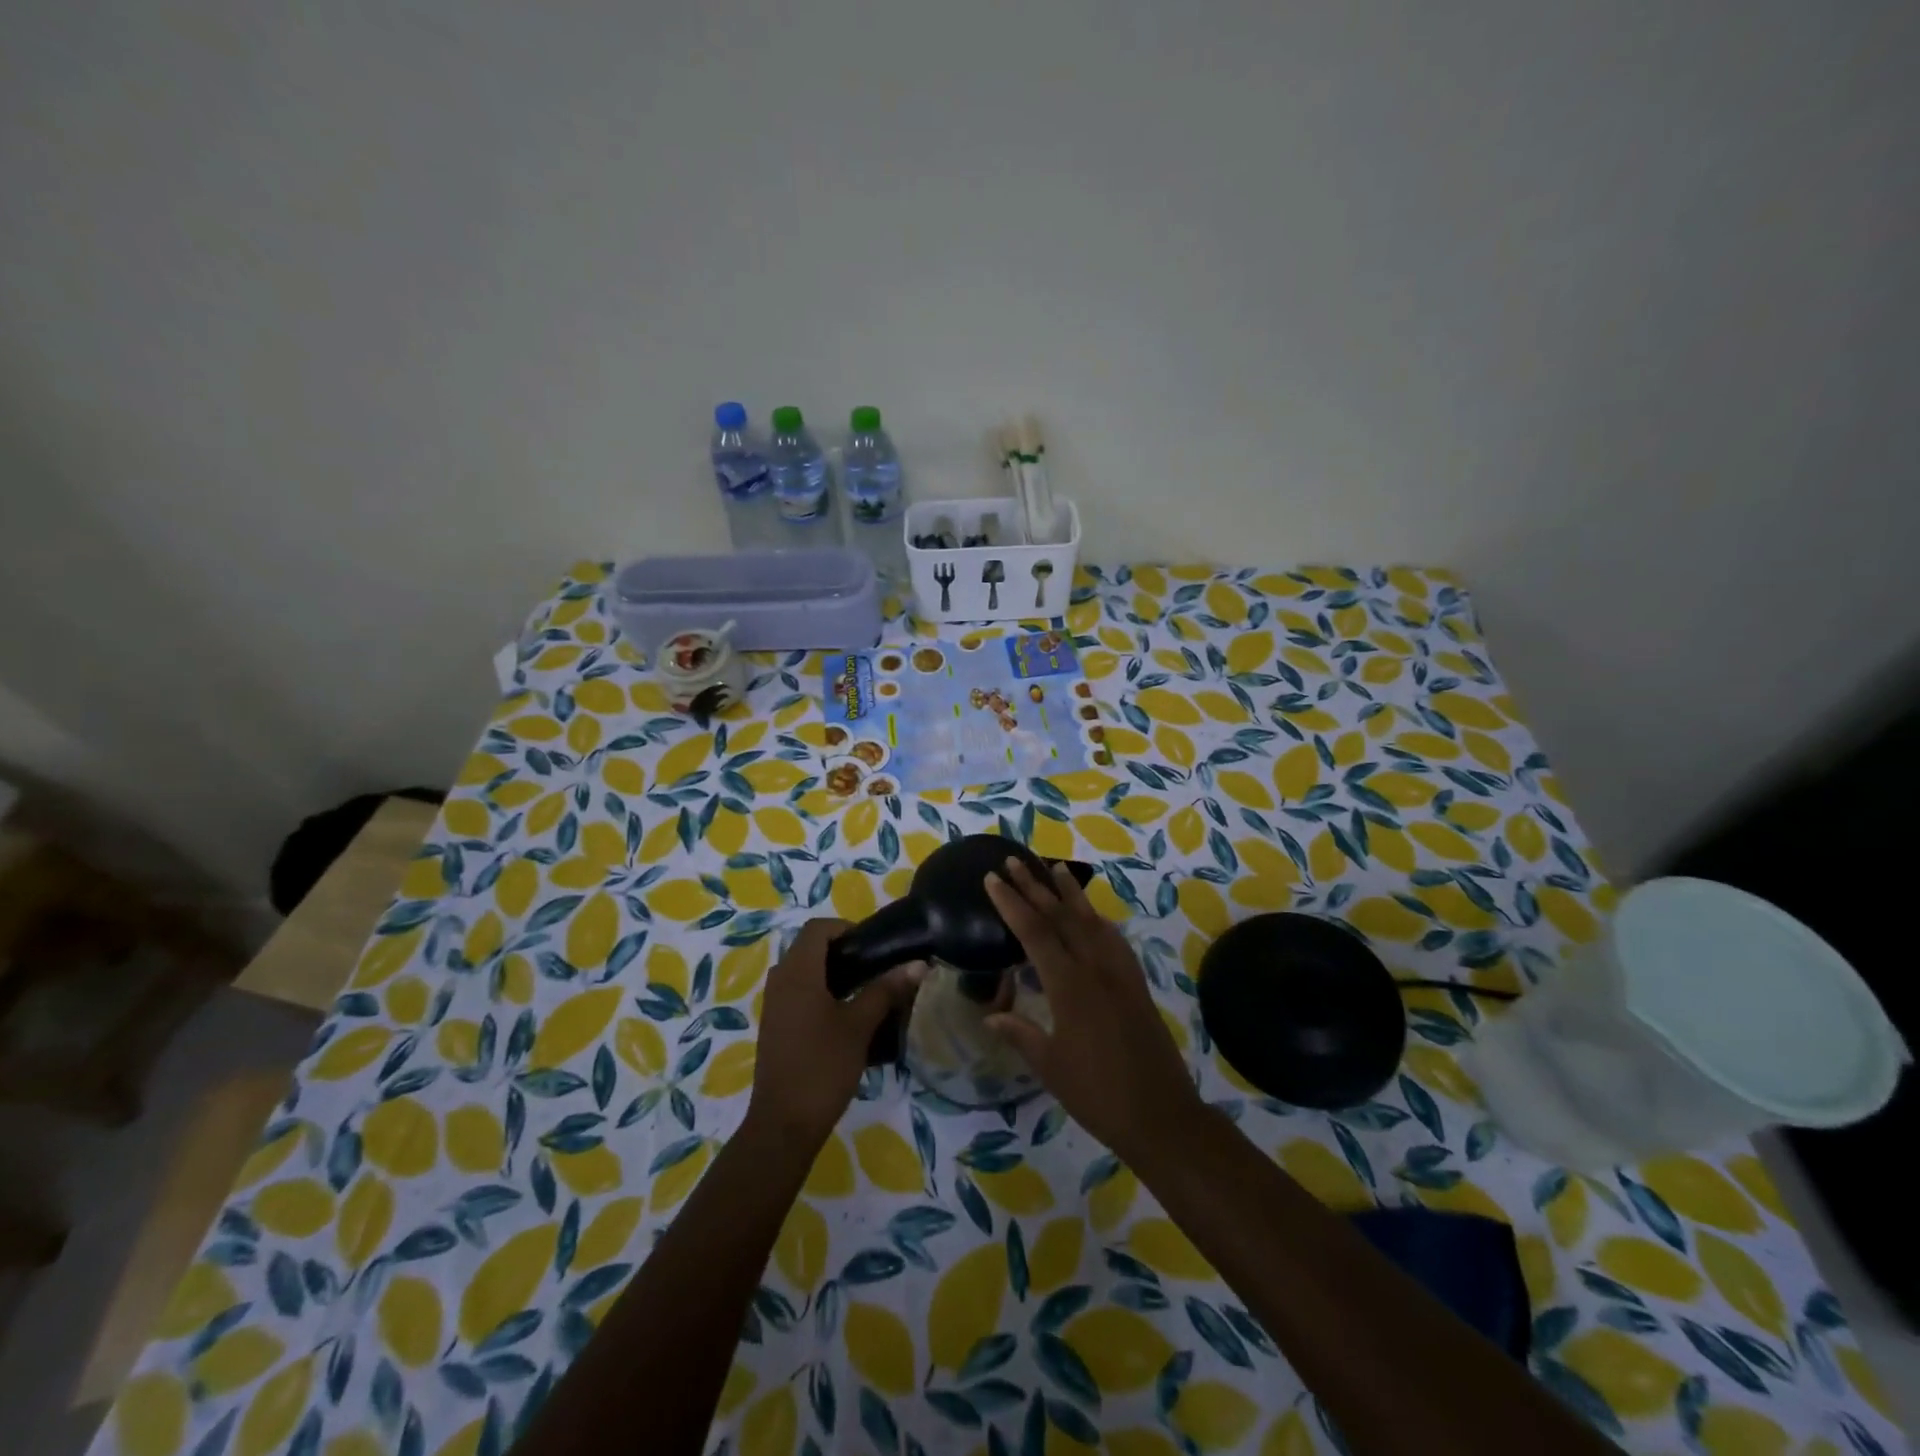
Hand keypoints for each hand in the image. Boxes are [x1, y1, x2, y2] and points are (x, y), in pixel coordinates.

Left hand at [747, 918, 922, 1146]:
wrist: (783, 1124)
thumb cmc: (822, 1066)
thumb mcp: (860, 1026)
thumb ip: (886, 990)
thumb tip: (918, 964)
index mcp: (797, 972)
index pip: (817, 928)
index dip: (846, 928)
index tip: (874, 947)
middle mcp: (780, 981)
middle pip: (810, 948)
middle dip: (844, 952)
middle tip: (876, 968)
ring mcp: (774, 1005)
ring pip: (805, 972)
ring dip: (834, 974)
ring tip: (867, 992)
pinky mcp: (775, 1026)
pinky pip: (798, 994)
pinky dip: (822, 994)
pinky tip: (847, 1018)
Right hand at [984, 859, 1204, 1161]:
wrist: (1160, 1115)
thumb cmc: (1097, 1094)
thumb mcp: (1049, 1066)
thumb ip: (1020, 1033)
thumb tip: (991, 1015)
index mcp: (1069, 985)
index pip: (1034, 931)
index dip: (1011, 903)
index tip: (993, 878)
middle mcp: (1095, 968)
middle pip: (1061, 916)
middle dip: (1035, 886)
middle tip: (1014, 861)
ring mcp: (1120, 973)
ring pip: (1091, 920)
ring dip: (1070, 893)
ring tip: (1054, 867)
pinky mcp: (1136, 984)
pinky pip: (1114, 940)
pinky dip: (1098, 920)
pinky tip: (1093, 916)